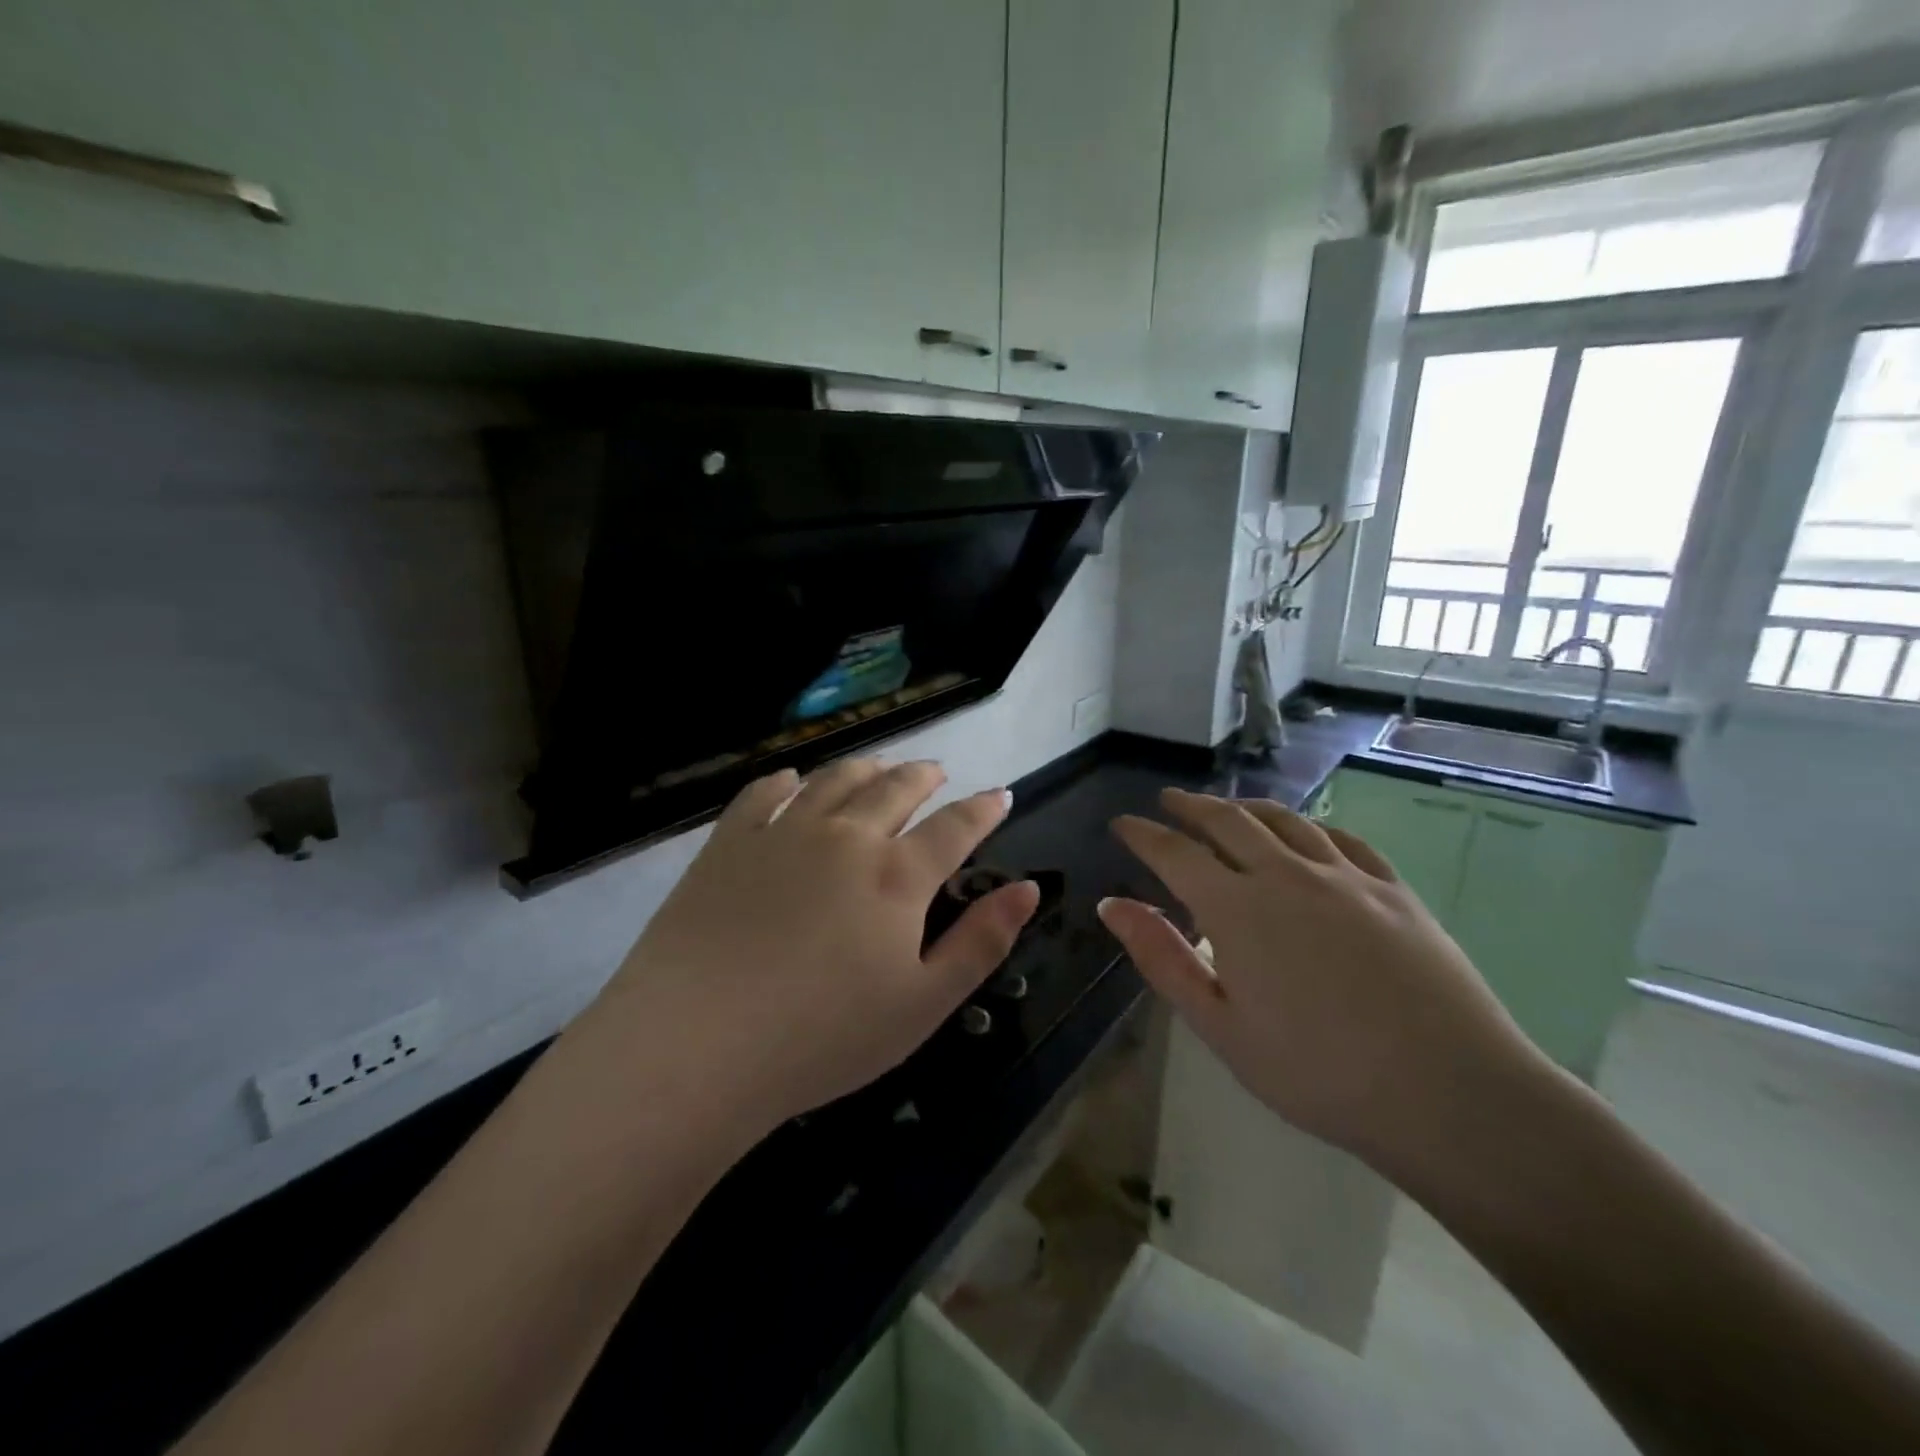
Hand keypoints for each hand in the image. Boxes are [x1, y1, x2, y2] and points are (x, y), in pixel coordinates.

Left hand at [597, 759, 1038, 1132]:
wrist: (696, 1044)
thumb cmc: (823, 1036)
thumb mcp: (924, 1003)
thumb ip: (981, 942)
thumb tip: (1028, 888)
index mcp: (897, 875)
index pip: (955, 826)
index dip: (984, 808)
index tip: (999, 794)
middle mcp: (846, 836)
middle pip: (895, 789)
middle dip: (924, 776)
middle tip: (936, 772)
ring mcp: (783, 832)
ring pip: (835, 780)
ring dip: (866, 768)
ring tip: (879, 766)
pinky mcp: (729, 843)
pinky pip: (762, 793)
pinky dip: (785, 780)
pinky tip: (791, 780)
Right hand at [1100, 789, 1544, 1170]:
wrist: (1450, 1093)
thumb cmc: (1318, 1073)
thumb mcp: (1221, 1027)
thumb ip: (1162, 958)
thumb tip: (1112, 905)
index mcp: (1237, 909)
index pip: (1175, 853)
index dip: (1144, 834)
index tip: (1123, 823)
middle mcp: (1286, 875)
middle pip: (1229, 821)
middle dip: (1191, 806)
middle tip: (1169, 800)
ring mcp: (1345, 877)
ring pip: (1285, 821)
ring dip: (1247, 807)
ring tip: (1229, 807)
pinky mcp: (1393, 890)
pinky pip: (1342, 839)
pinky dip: (1311, 826)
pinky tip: (1307, 833)